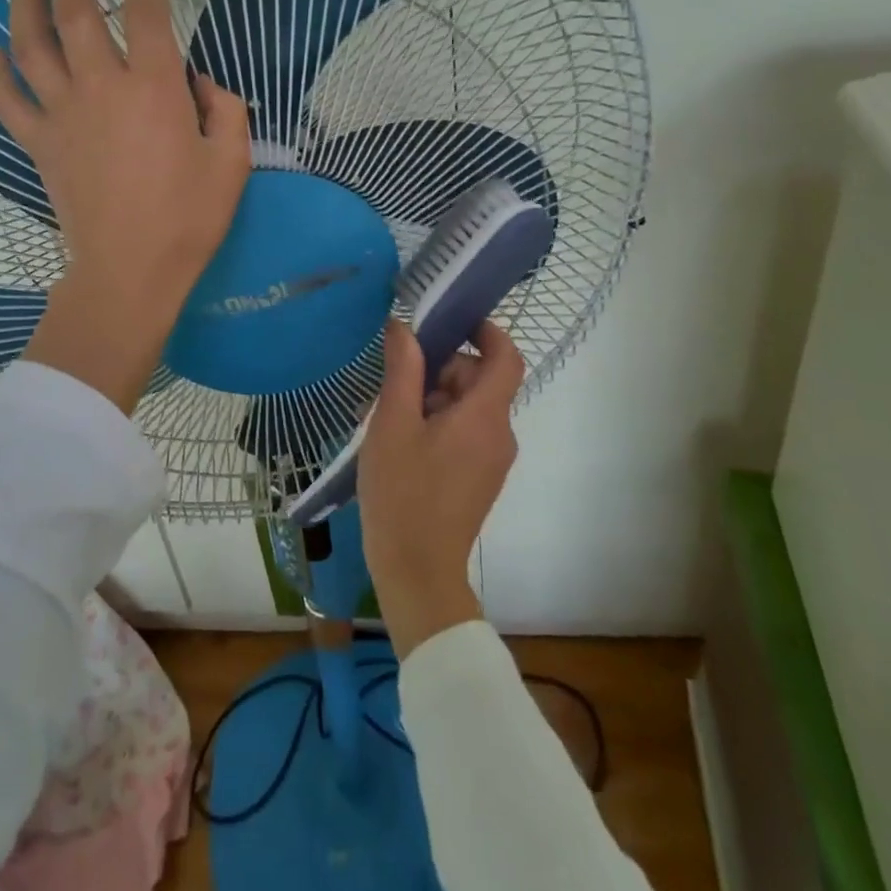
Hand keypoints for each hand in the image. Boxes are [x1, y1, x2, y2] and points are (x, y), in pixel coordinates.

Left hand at [0, 0, 250, 411]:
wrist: (129, 272)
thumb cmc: (188, 220)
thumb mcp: (232, 162)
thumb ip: (225, 109)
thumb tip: (200, 83)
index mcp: (154, 88)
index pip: (148, 14)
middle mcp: (101, 87)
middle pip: (76, 10)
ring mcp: (62, 114)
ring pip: (32, 42)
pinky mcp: (39, 143)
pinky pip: (9, 99)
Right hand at [358, 318, 523, 656]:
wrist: (416, 572)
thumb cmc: (402, 492)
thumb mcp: (392, 423)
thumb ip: (402, 370)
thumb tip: (405, 327)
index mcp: (485, 416)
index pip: (506, 357)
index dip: (487, 330)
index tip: (452, 319)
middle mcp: (499, 435)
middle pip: (478, 381)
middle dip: (437, 372)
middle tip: (391, 386)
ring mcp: (491, 460)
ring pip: (466, 408)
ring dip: (429, 401)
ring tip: (384, 420)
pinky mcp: (478, 479)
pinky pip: (463, 434)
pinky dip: (435, 425)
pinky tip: (397, 444)